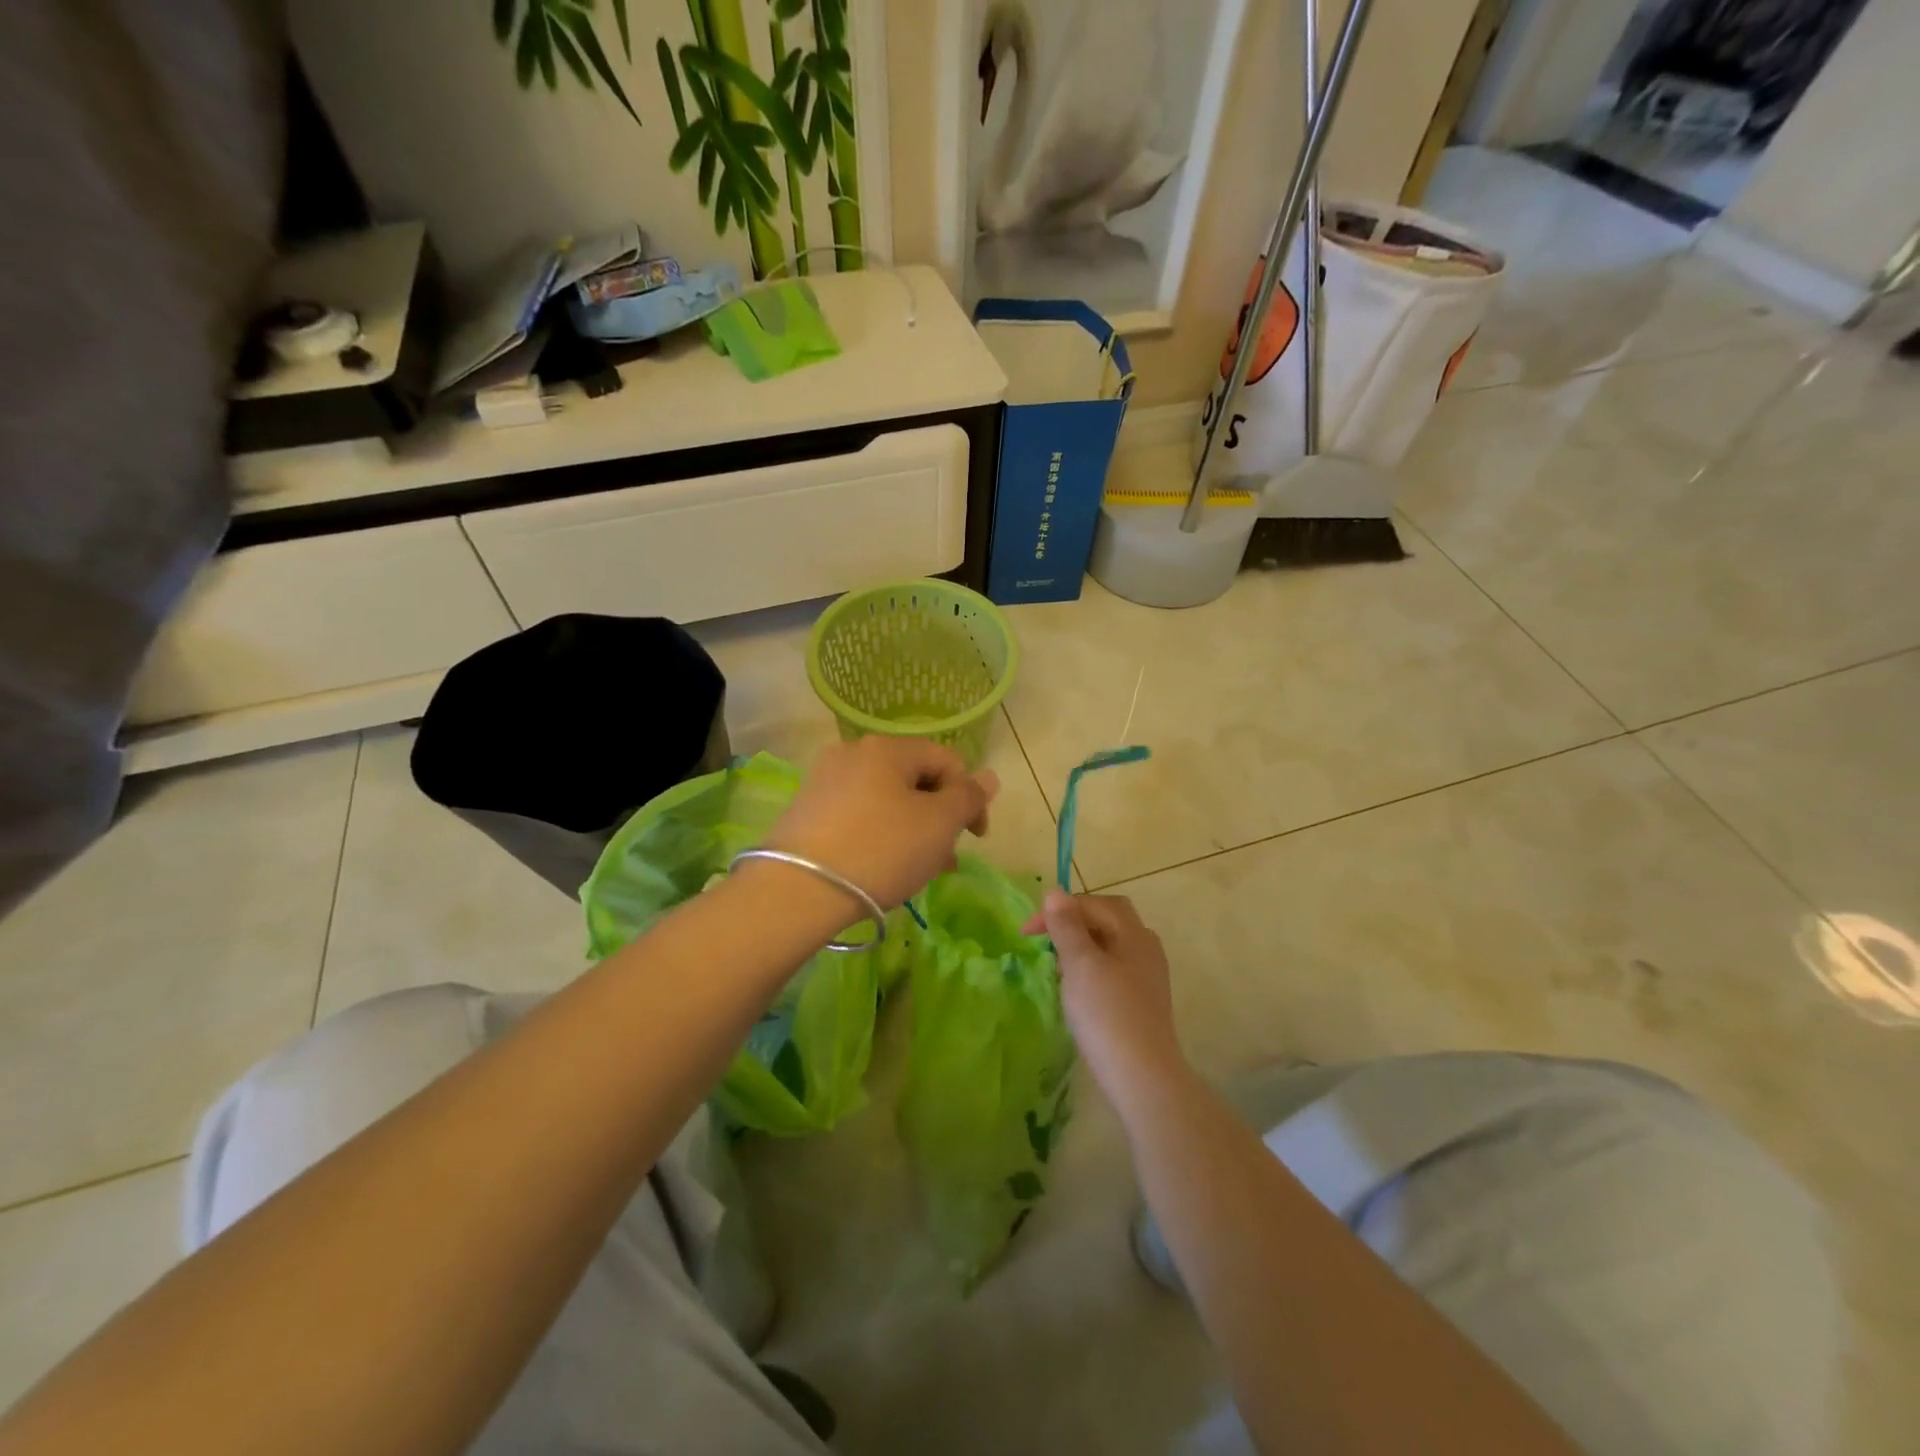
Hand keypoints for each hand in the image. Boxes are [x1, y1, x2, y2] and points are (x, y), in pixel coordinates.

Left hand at [765, 736, 998, 909]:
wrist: (797, 892)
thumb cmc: (881, 850)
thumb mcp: (938, 824)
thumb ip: (968, 797)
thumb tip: (988, 776)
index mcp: (888, 747)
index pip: (946, 760)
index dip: (970, 797)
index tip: (976, 838)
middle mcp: (853, 753)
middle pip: (914, 780)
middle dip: (939, 817)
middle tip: (946, 860)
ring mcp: (824, 781)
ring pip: (886, 800)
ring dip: (911, 830)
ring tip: (917, 870)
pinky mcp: (805, 811)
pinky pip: (858, 816)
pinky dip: (879, 835)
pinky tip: (880, 868)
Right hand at [1024, 891, 1188, 1106]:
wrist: (1142, 1077)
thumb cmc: (1106, 1013)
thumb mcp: (1079, 964)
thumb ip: (1066, 926)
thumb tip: (1054, 892)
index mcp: (1132, 932)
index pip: (1092, 903)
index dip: (1057, 910)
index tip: (1026, 932)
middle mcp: (1145, 946)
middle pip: (1108, 918)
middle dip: (1074, 922)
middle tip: (1046, 939)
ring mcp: (1148, 975)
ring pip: (1111, 944)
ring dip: (1082, 945)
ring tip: (1058, 965)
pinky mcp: (1144, 1001)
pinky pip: (1115, 968)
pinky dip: (1092, 967)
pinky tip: (1079, 990)